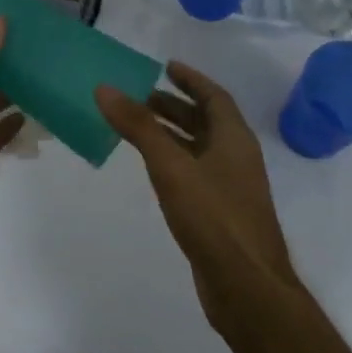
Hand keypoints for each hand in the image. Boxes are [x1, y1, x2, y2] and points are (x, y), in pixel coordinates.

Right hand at [96, 62, 302, 334]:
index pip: (214, 96)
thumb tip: (105, 88)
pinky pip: (196, 174)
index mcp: (234, 138)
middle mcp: (237, 157)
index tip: (166, 66)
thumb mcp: (171, 166)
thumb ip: (139, 127)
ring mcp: (231, 188)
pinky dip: (175, 162)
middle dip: (176, 106)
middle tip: (141, 98)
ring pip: (200, 149)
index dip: (191, 79)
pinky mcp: (221, 214)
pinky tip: (154, 171)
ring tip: (139, 128)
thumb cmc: (213, 217)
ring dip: (173, 134)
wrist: (246, 286)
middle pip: (207, 121)